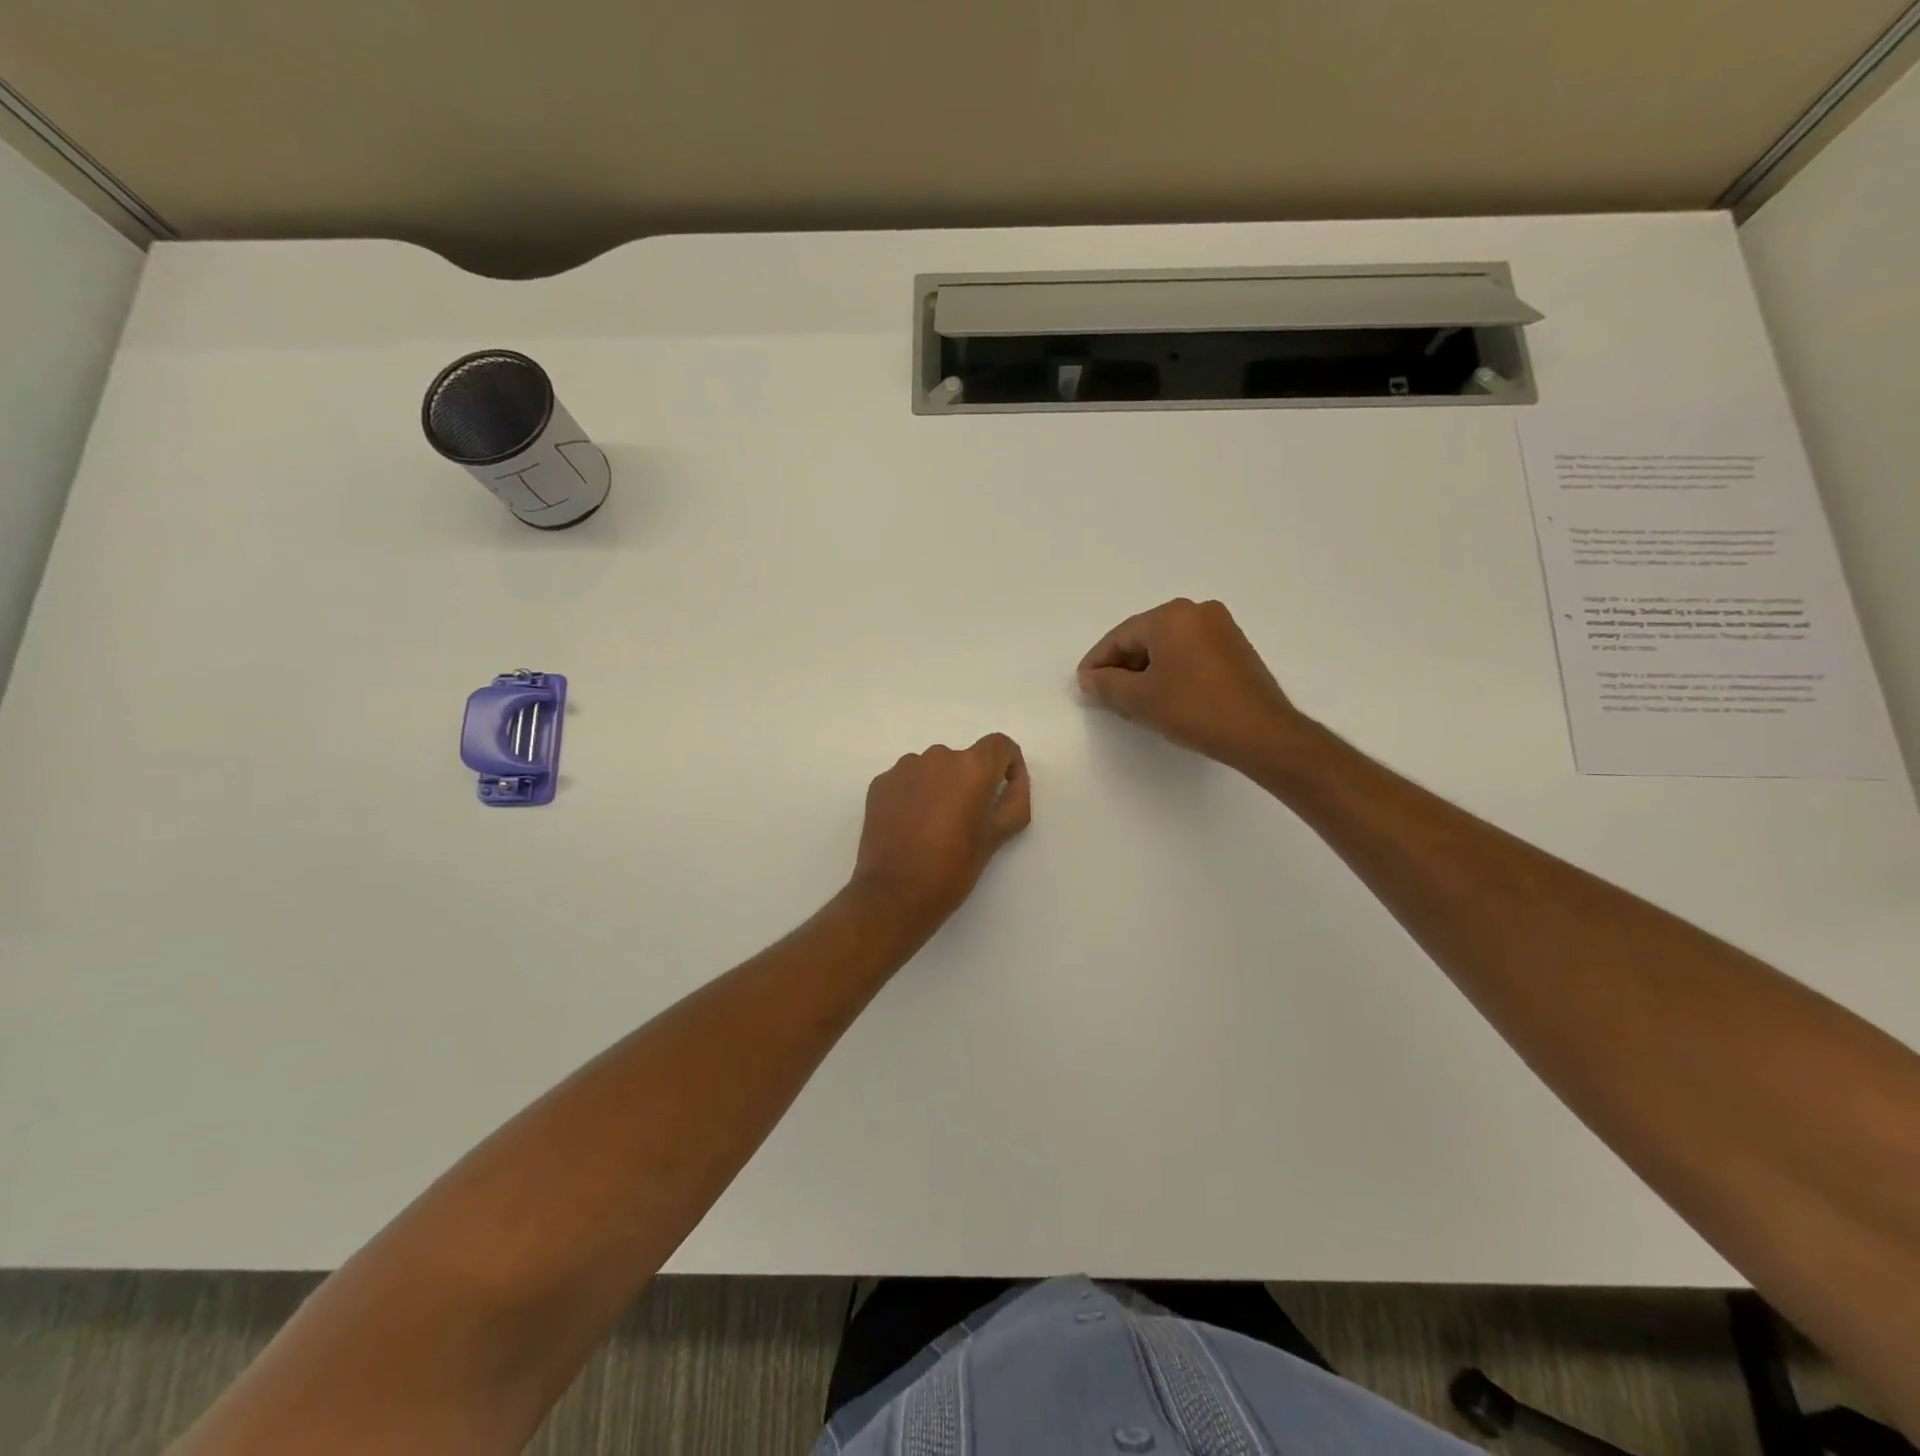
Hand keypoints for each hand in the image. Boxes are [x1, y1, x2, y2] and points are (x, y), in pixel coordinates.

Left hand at [850, 734, 1031, 928]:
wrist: (895, 893)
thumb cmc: (954, 868)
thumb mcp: (997, 837)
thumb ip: (1015, 801)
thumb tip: (1014, 781)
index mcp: (971, 767)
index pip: (999, 745)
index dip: (1008, 764)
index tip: (1004, 790)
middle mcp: (937, 757)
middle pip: (964, 759)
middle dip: (971, 782)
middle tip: (967, 820)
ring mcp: (904, 768)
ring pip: (933, 769)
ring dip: (940, 787)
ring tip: (934, 826)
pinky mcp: (880, 783)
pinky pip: (907, 780)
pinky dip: (914, 795)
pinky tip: (910, 827)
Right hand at [1078, 598, 1303, 770]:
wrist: (1260, 732)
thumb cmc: (1194, 709)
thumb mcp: (1140, 699)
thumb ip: (1106, 684)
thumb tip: (1089, 679)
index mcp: (1171, 615)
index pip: (1120, 636)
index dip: (1097, 662)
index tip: (1084, 686)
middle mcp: (1197, 612)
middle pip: (1144, 637)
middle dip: (1122, 667)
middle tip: (1106, 696)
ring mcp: (1220, 628)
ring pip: (1168, 646)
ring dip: (1145, 671)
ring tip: (1132, 701)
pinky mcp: (1235, 648)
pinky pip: (1189, 653)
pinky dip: (1170, 670)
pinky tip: (1163, 696)